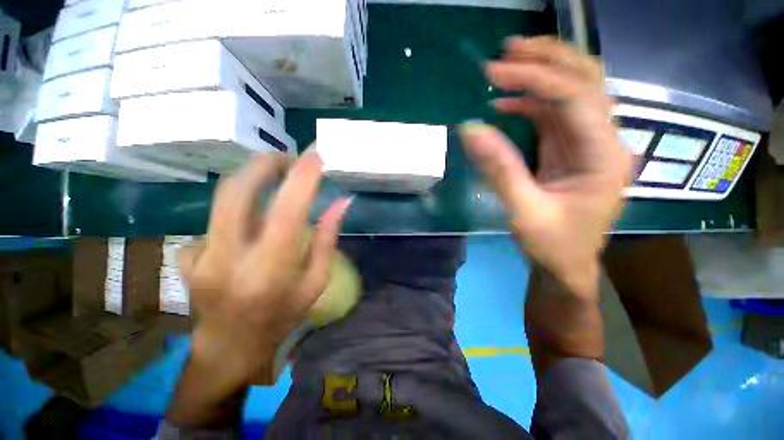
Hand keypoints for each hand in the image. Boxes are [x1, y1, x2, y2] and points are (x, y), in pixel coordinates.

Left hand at [179, 150, 350, 385]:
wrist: (229, 347)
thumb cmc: (282, 317)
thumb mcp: (316, 282)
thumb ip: (327, 239)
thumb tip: (340, 203)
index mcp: (270, 272)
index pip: (286, 212)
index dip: (302, 179)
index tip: (316, 156)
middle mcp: (229, 260)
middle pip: (237, 192)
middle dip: (265, 164)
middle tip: (289, 158)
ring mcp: (200, 256)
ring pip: (222, 197)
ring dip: (252, 178)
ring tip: (276, 176)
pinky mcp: (187, 254)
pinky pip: (217, 216)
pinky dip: (240, 206)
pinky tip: (251, 219)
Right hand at [459, 36, 632, 298]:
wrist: (567, 266)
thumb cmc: (551, 245)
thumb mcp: (522, 210)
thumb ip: (499, 169)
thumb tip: (470, 129)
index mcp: (603, 157)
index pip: (574, 99)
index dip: (534, 79)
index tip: (494, 72)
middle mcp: (606, 142)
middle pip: (587, 81)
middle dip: (549, 58)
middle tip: (509, 49)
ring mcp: (591, 145)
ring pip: (574, 93)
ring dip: (542, 74)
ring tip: (508, 65)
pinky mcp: (573, 151)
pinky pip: (556, 116)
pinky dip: (533, 104)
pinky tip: (508, 104)